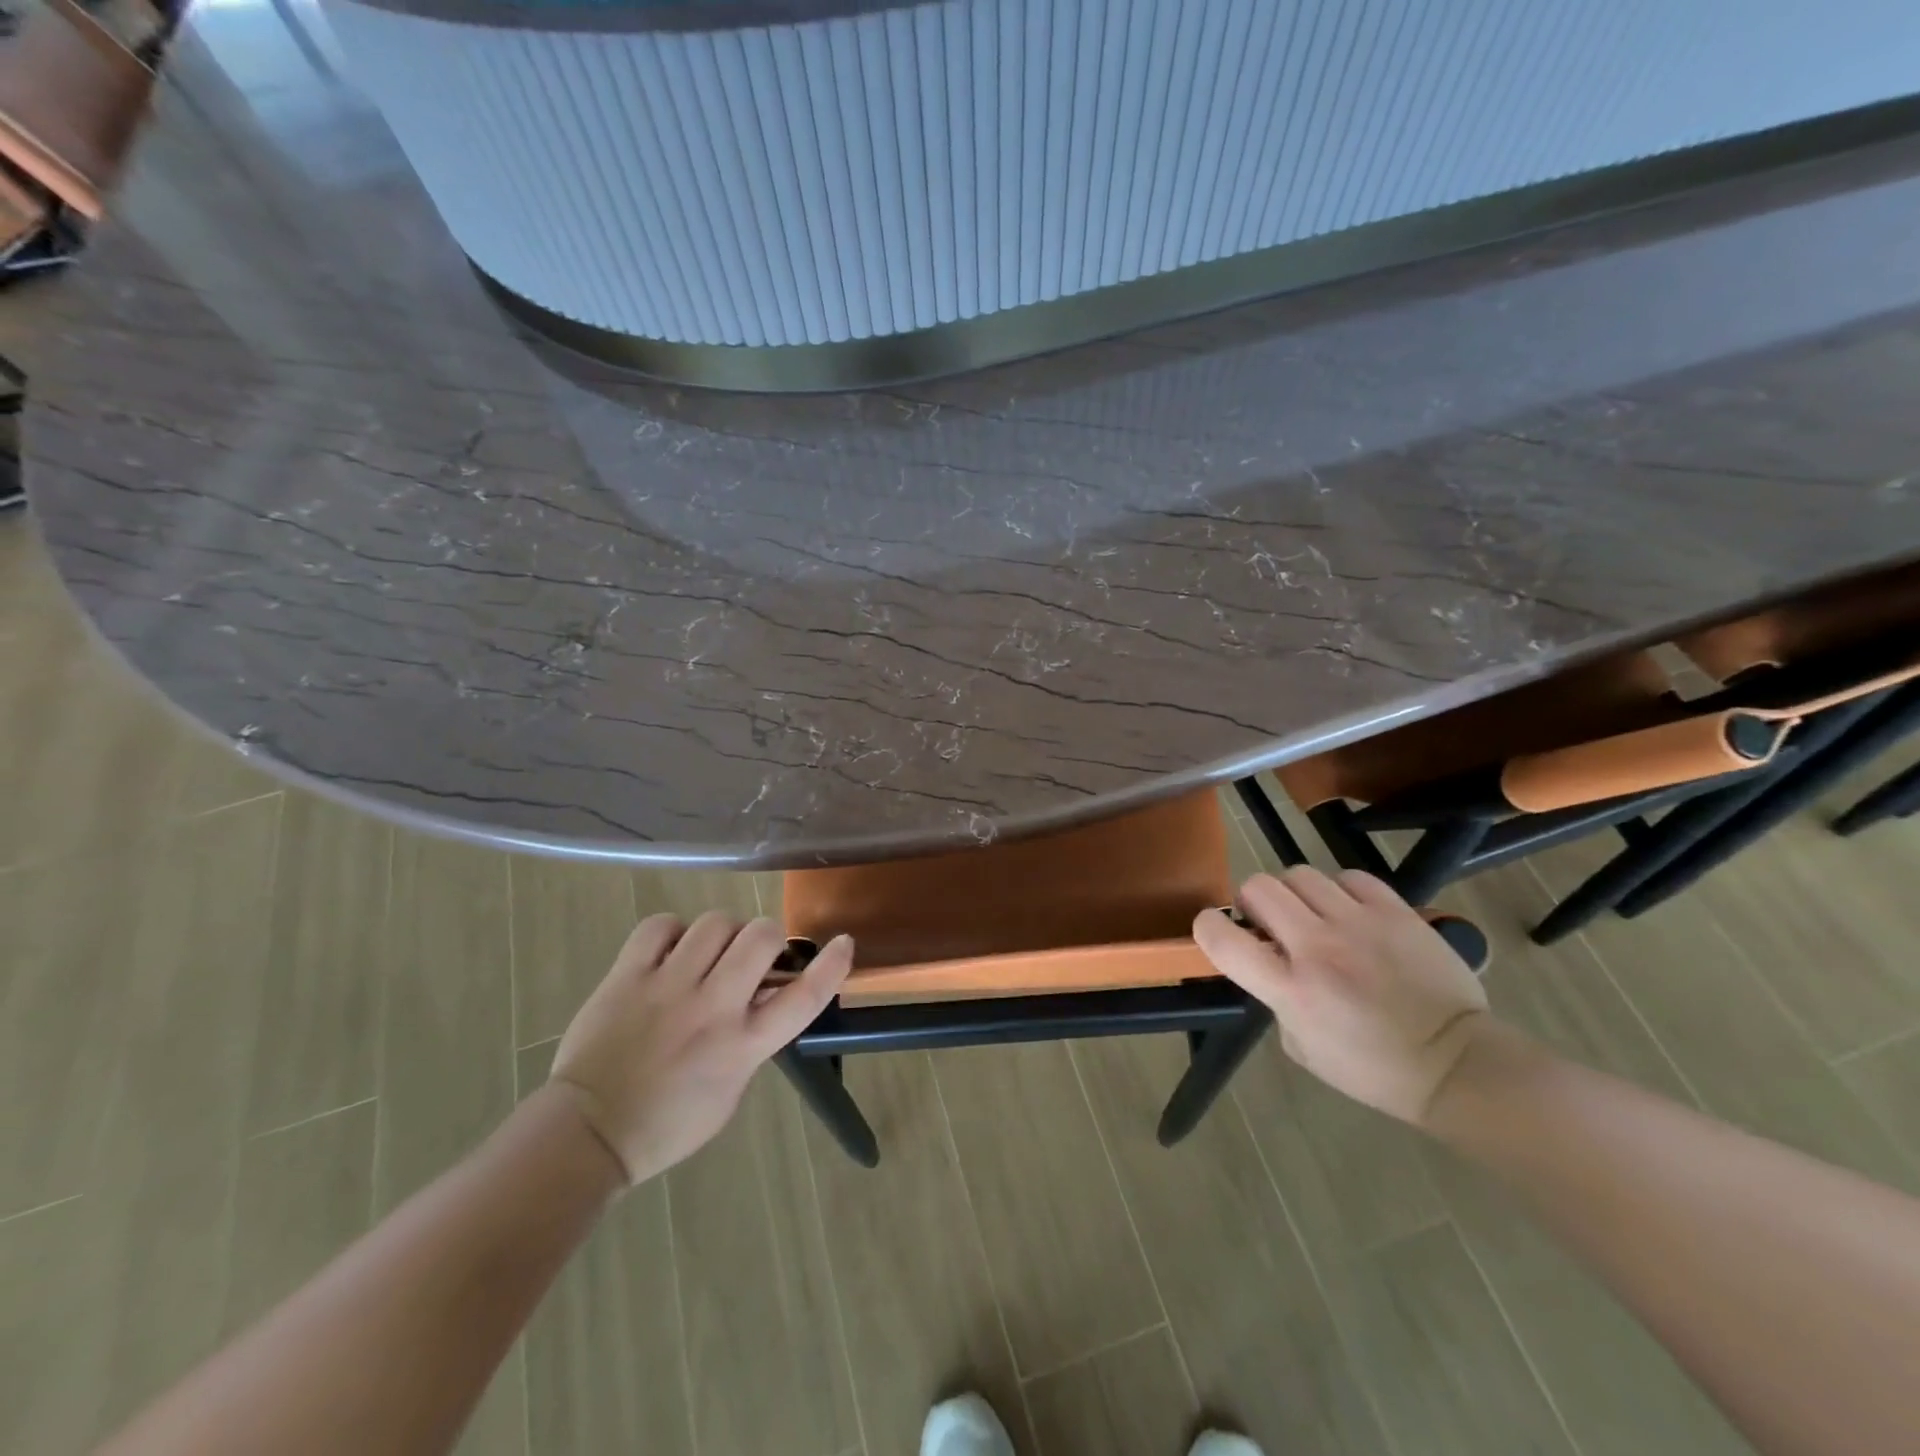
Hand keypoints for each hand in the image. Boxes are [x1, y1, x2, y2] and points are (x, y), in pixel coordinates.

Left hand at [547, 912, 852, 1183]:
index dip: (831, 965)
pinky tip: (670, 951)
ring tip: (708, 952)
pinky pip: (661, 926)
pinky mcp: (628, 975)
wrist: (588, 1132)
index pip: (803, 996)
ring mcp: (668, 987)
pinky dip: (672, 931)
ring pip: (715, 923)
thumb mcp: (730, 1088)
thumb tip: (764, 994)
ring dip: (722, 933)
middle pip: (761, 938)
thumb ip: (753, 1039)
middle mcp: (712, 1008)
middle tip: (753, 954)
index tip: (844, 942)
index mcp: (742, 1045)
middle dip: (767, 937)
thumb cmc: (668, 1123)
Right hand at [1193, 869, 1489, 1124]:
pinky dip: (1340, 891)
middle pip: (1258, 888)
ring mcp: (1359, 924)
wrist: (1457, 1064)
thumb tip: (1271, 963)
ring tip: (1312, 915)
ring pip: (1300, 875)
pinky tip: (1350, 914)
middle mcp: (1318, 948)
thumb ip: (1276, 998)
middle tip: (1269, 923)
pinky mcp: (1395, 912)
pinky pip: (1350, 878)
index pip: (1222, 937)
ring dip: (1295, 894)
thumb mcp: (1301, 1046)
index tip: (1217, 930)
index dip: (1207, 926)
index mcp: (1290, 989)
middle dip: (1253, 902)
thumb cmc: (1372, 1069)